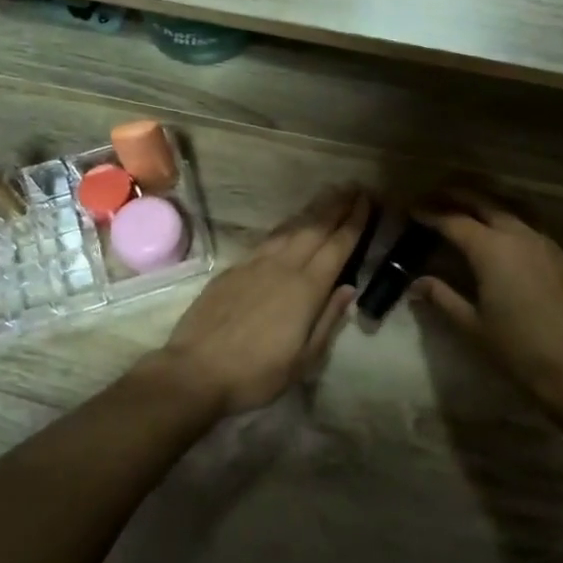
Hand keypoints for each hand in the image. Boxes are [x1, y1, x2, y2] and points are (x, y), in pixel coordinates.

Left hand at [157, 188, 369, 415]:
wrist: (196, 370)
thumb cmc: (256, 373)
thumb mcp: (303, 360)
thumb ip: (328, 320)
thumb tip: (349, 289)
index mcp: (306, 289)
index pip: (337, 247)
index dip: (354, 222)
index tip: (366, 201)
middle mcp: (284, 267)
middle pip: (315, 229)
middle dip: (336, 207)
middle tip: (353, 188)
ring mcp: (255, 264)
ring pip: (290, 229)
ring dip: (312, 211)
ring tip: (328, 196)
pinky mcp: (234, 269)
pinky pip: (268, 239)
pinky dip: (285, 227)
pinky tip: (289, 226)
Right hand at [412, 191, 562, 408]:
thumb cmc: (518, 348)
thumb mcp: (472, 325)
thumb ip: (443, 298)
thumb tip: (417, 284)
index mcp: (491, 249)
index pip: (453, 221)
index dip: (431, 214)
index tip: (413, 209)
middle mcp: (517, 235)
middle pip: (483, 203)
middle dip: (457, 197)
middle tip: (435, 196)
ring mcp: (543, 243)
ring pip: (509, 211)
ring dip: (484, 205)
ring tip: (465, 209)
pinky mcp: (560, 256)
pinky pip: (527, 227)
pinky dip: (507, 221)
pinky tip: (501, 237)